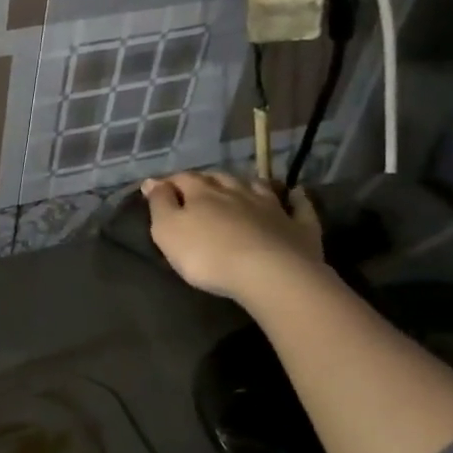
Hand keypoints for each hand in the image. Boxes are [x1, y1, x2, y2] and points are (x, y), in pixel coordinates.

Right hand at [141, 172, 323, 301]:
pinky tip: (296, 193)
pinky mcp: (299, 226)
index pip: (182, 179)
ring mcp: (272, 207)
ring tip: (240, 185)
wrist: (270, 274)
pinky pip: (299, 206)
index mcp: (202, 193)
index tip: (156, 187)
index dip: (168, 182)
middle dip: (207, 180)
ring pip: (257, 187)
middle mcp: (237, 192)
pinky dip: (296, 198)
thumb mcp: (168, 231)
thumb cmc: (208, 255)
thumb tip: (153, 182)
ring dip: (246, 184)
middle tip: (198, 186)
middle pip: (219, 179)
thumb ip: (160, 204)